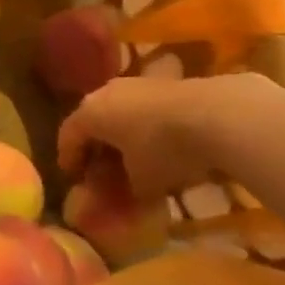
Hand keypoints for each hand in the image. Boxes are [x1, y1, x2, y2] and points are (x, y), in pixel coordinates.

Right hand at [57, 74, 283, 198]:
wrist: (216, 114)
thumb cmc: (164, 150)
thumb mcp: (140, 184)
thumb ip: (122, 193)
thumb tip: (116, 201)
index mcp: (90, 113)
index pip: (68, 136)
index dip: (68, 158)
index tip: (72, 177)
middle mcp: (107, 92)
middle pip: (93, 121)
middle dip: (96, 147)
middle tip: (100, 170)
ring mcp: (138, 84)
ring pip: (120, 112)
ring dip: (122, 135)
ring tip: (133, 159)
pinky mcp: (166, 84)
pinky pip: (144, 109)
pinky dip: (144, 127)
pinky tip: (160, 146)